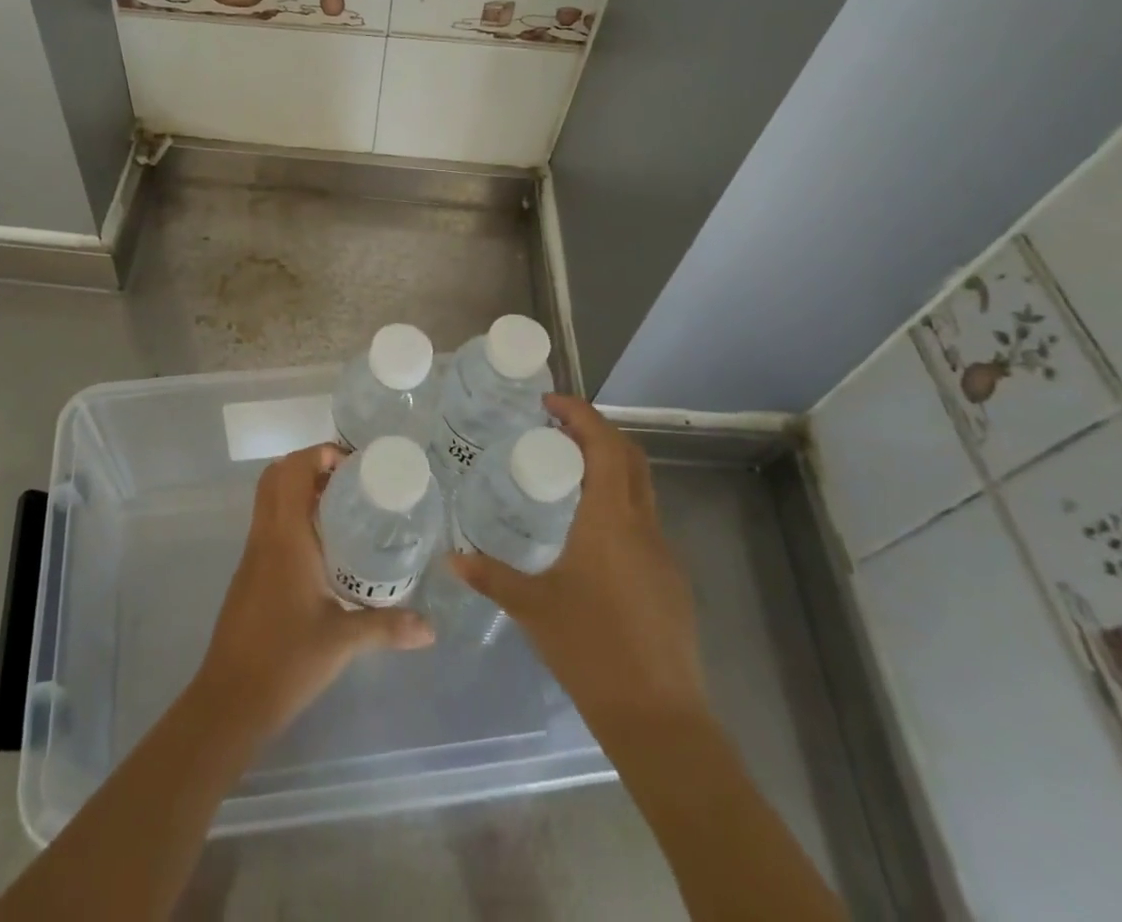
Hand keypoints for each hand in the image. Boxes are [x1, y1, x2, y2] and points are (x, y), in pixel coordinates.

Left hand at [193, 443, 433, 741]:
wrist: (231, 699)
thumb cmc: (286, 659)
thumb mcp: (342, 640)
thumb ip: (387, 627)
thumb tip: (430, 628)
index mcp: (285, 537)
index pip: (293, 471)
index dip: (319, 453)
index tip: (353, 465)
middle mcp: (265, 535)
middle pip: (276, 476)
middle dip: (310, 466)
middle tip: (348, 482)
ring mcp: (253, 554)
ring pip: (270, 500)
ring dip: (300, 490)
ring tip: (343, 508)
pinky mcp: (250, 573)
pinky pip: (269, 524)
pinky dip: (293, 516)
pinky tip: (324, 547)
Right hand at [449, 394, 707, 731]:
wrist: (659, 719)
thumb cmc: (591, 650)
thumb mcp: (532, 608)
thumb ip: (490, 576)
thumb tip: (450, 558)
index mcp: (611, 520)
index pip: (605, 445)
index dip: (581, 414)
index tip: (549, 403)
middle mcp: (643, 526)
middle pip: (629, 457)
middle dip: (596, 432)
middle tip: (554, 429)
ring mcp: (663, 553)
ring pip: (640, 488)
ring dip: (608, 466)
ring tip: (564, 473)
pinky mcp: (670, 580)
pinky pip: (643, 521)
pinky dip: (617, 503)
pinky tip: (587, 532)